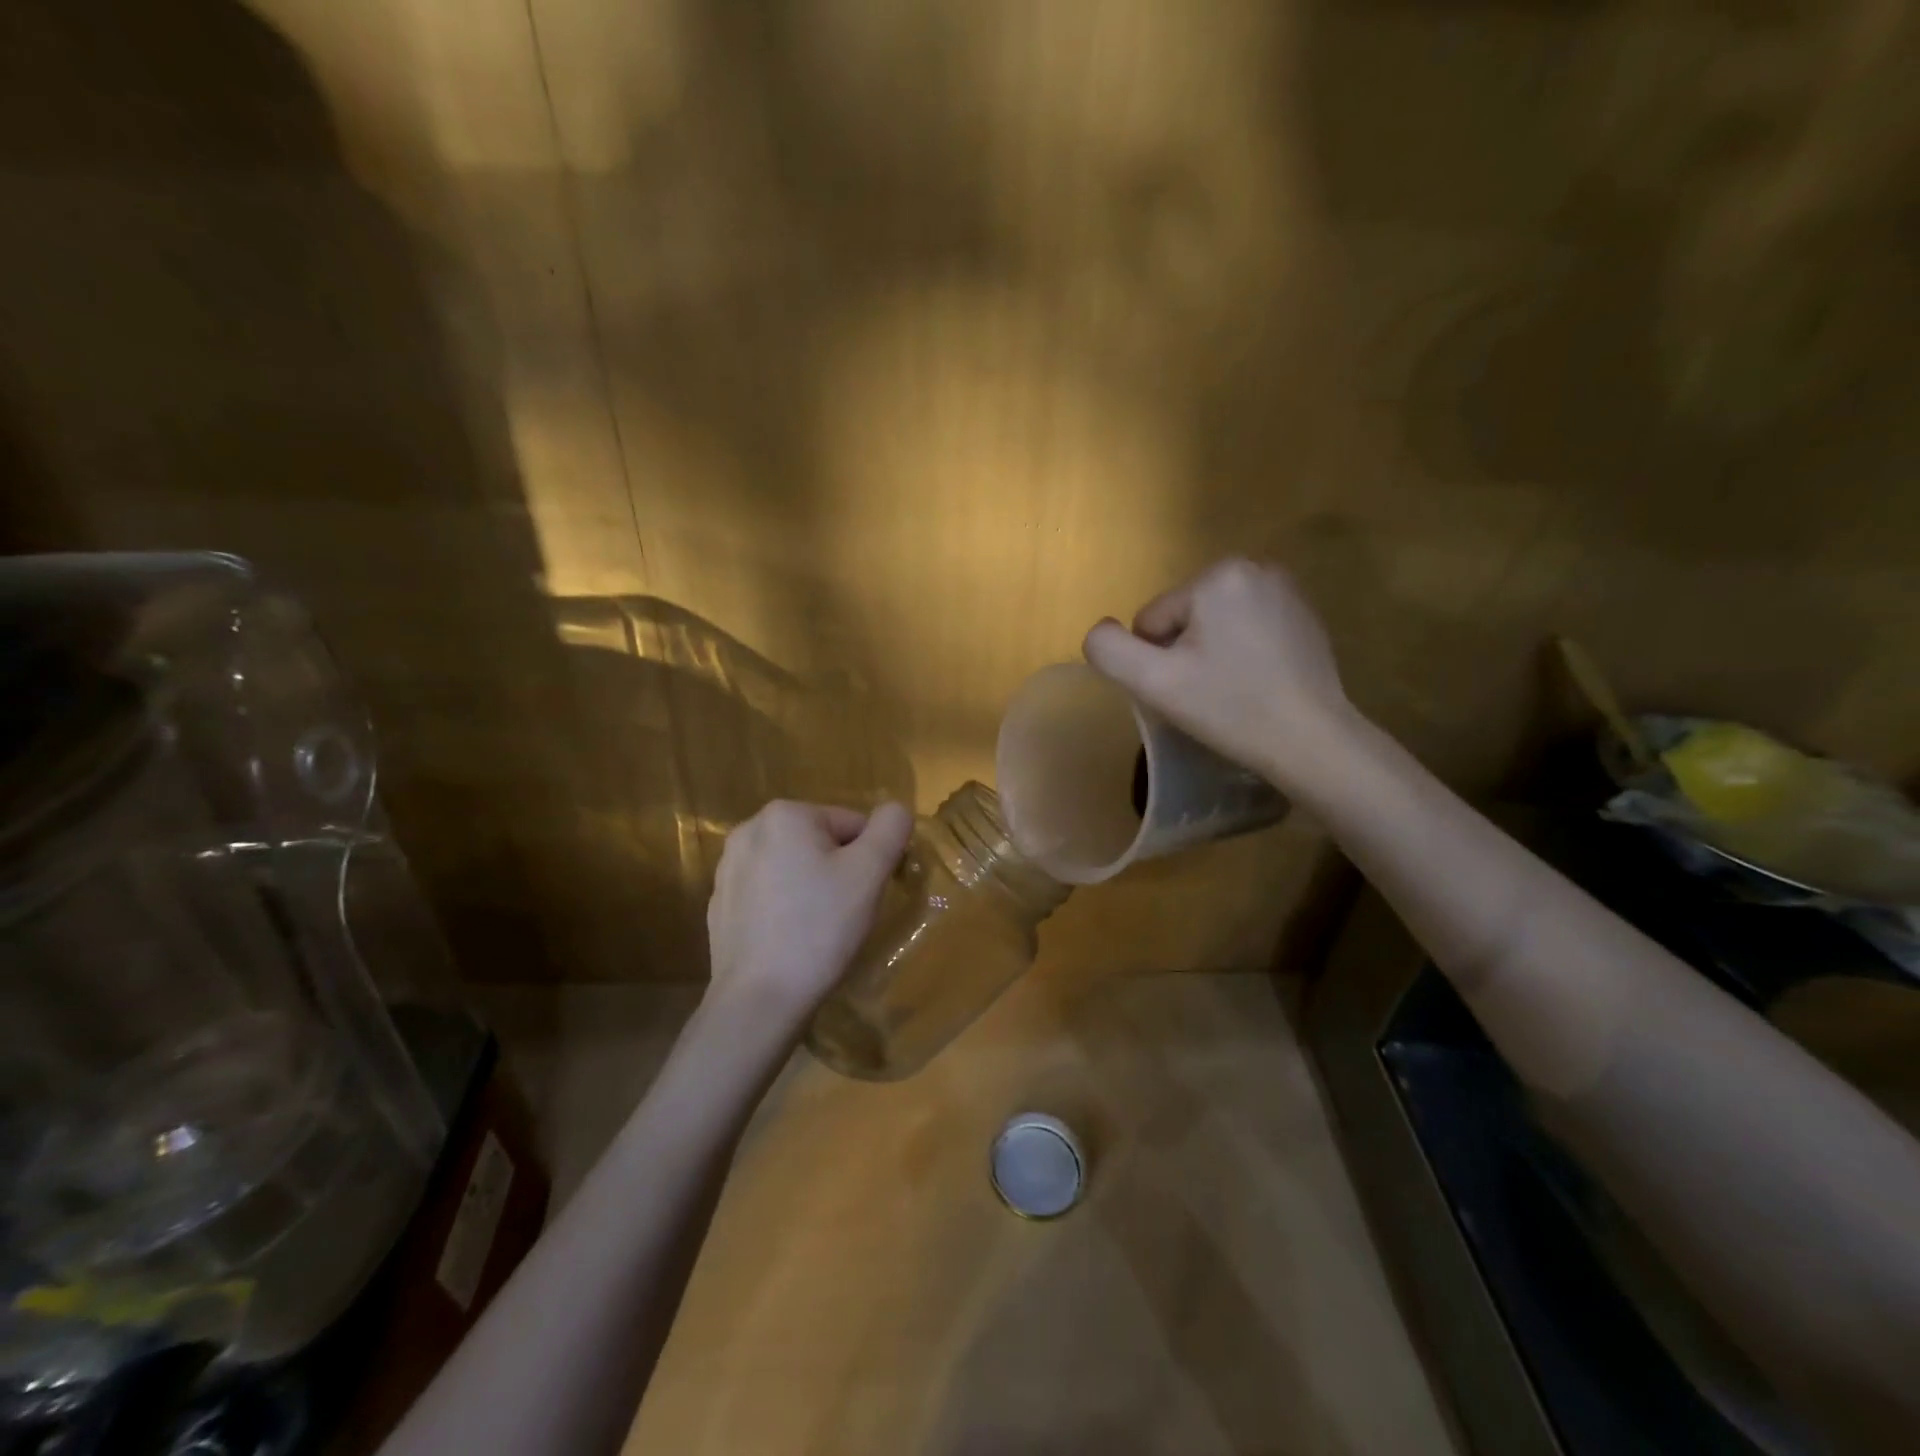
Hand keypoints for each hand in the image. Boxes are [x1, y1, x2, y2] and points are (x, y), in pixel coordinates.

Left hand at [706, 800, 913, 1031]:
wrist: (759, 1000)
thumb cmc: (820, 928)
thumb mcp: (870, 872)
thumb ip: (891, 828)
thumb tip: (895, 810)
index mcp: (785, 814)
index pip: (852, 824)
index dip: (869, 859)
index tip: (865, 895)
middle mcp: (749, 830)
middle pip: (820, 843)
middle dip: (838, 872)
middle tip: (844, 913)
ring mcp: (728, 869)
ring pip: (793, 868)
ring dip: (812, 888)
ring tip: (817, 929)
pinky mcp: (720, 904)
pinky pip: (768, 894)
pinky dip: (784, 909)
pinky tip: (790, 939)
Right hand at [1083, 558, 1356, 791]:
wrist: (1312, 741)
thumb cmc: (1230, 708)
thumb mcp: (1153, 682)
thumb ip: (1109, 650)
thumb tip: (1101, 632)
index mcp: (1217, 575)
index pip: (1152, 621)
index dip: (1157, 661)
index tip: (1187, 689)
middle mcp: (1255, 568)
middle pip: (1183, 618)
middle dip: (1185, 653)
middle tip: (1207, 692)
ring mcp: (1286, 590)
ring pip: (1213, 625)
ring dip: (1212, 654)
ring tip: (1233, 689)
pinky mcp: (1304, 616)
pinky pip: (1247, 630)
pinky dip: (1243, 654)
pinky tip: (1258, 683)